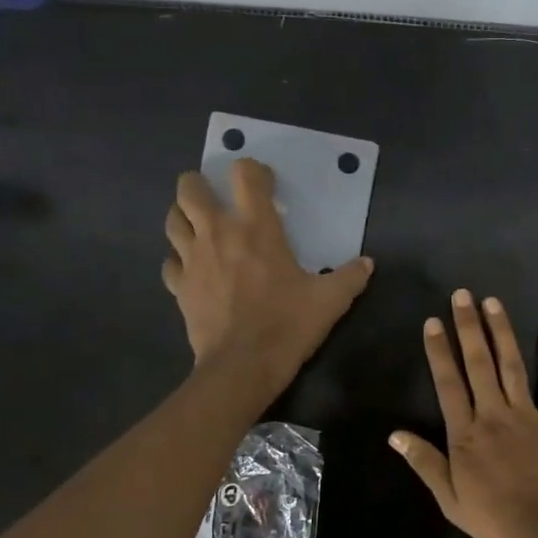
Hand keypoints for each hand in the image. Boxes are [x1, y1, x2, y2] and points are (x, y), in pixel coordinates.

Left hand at [163, 159, 373, 392]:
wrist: (243, 366)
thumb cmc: (287, 325)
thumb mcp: (330, 301)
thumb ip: (350, 277)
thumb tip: (367, 263)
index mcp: (256, 228)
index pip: (245, 175)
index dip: (253, 171)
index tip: (265, 185)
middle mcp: (217, 233)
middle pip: (190, 188)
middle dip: (200, 184)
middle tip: (217, 198)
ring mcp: (192, 259)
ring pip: (173, 220)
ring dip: (183, 216)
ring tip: (199, 225)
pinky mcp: (179, 287)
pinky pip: (170, 262)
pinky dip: (179, 260)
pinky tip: (192, 269)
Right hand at [389, 290, 537, 537]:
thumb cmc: (498, 519)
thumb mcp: (451, 500)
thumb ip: (425, 463)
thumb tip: (395, 435)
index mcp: (465, 434)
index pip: (448, 383)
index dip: (438, 351)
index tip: (432, 322)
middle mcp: (493, 414)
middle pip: (478, 363)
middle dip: (468, 327)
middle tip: (462, 295)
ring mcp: (527, 414)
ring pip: (512, 364)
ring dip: (501, 332)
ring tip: (492, 302)